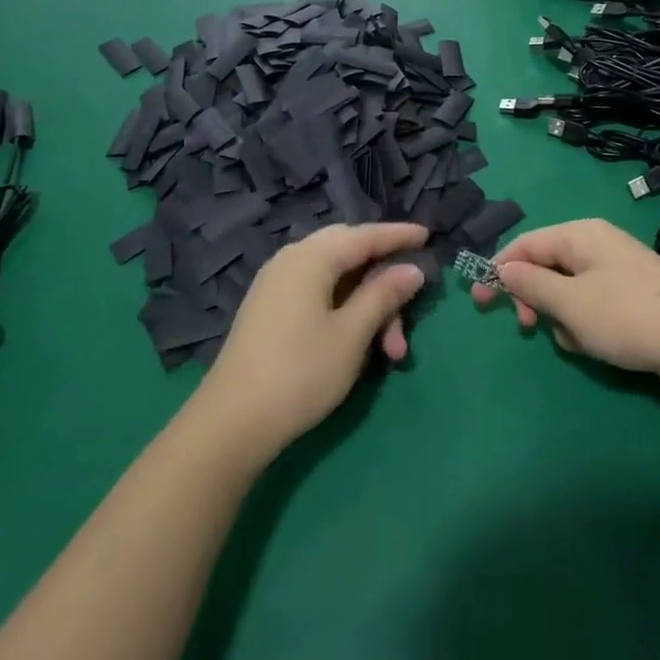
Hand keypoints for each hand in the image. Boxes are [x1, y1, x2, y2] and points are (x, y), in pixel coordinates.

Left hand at [192, 223, 427, 460]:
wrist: (231, 424)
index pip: (365, 235)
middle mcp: (291, 260)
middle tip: (410, 300)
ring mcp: (276, 286)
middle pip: (349, 252)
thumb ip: (384, 294)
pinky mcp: (269, 310)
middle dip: (383, 277)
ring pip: (335, 279)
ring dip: (367, 304)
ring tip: (390, 350)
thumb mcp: (352, 333)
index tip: (428, 235)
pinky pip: (317, 293)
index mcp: (311, 257)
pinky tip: (359, 339)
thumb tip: (411, 269)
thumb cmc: (300, 372)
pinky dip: (344, 309)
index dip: (399, 236)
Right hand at [471, 219, 659, 396]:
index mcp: (580, 235)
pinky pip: (591, 306)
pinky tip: (598, 346)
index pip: (526, 243)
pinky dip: (586, 326)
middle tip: (527, 328)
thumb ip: (531, 284)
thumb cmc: (626, 316)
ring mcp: (616, 271)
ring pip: (567, 292)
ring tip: (579, 340)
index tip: (478, 301)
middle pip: (546, 266)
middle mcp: (597, 245)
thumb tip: (502, 268)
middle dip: (533, 298)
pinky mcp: (631, 297)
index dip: (499, 270)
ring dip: (562, 318)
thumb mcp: (570, 302)